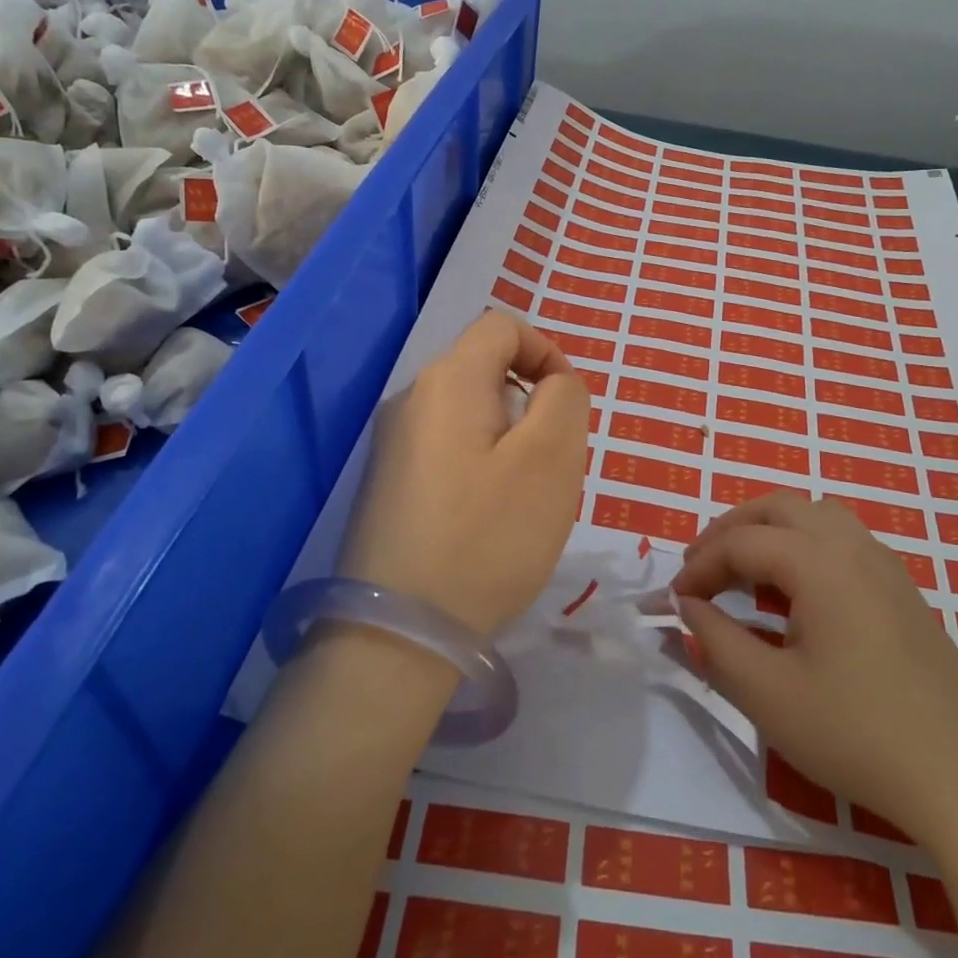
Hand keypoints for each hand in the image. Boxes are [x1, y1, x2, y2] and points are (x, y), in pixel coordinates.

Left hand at [340, 311, 589, 637]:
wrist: (400, 632)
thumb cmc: (488, 536)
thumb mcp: (552, 458)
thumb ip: (565, 399)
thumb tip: (553, 384)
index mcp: (448, 380)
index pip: (502, 325)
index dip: (546, 350)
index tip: (568, 406)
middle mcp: (411, 400)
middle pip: (485, 370)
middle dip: (531, 404)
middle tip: (551, 464)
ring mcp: (393, 445)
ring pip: (471, 415)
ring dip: (510, 440)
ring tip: (522, 499)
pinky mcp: (390, 485)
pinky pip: (449, 451)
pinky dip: (482, 467)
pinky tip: (487, 521)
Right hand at [672, 494, 957, 849]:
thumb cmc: (858, 733)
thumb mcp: (768, 694)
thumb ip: (716, 641)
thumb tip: (687, 607)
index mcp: (819, 562)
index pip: (741, 543)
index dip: (699, 566)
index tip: (673, 601)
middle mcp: (854, 547)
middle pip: (779, 508)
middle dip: (731, 529)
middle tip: (701, 567)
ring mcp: (886, 567)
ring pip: (816, 516)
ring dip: (771, 530)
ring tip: (745, 571)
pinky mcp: (905, 593)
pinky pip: (843, 542)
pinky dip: (804, 546)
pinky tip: (798, 594)